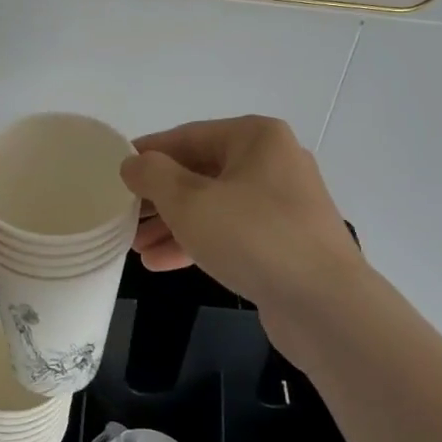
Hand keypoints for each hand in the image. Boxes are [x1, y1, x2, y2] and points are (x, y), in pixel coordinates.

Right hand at [123, 116, 363, 334]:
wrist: (325, 305)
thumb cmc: (253, 237)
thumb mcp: (189, 202)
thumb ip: (153, 176)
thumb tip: (133, 163)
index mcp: (256, 138)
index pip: (188, 136)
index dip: (148, 153)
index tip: (116, 170)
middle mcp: (273, 162)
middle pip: (201, 172)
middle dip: (159, 197)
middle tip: (123, 216)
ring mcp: (283, 204)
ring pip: (215, 206)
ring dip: (174, 224)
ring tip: (136, 247)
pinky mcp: (285, 241)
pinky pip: (232, 232)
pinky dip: (199, 243)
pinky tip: (161, 263)